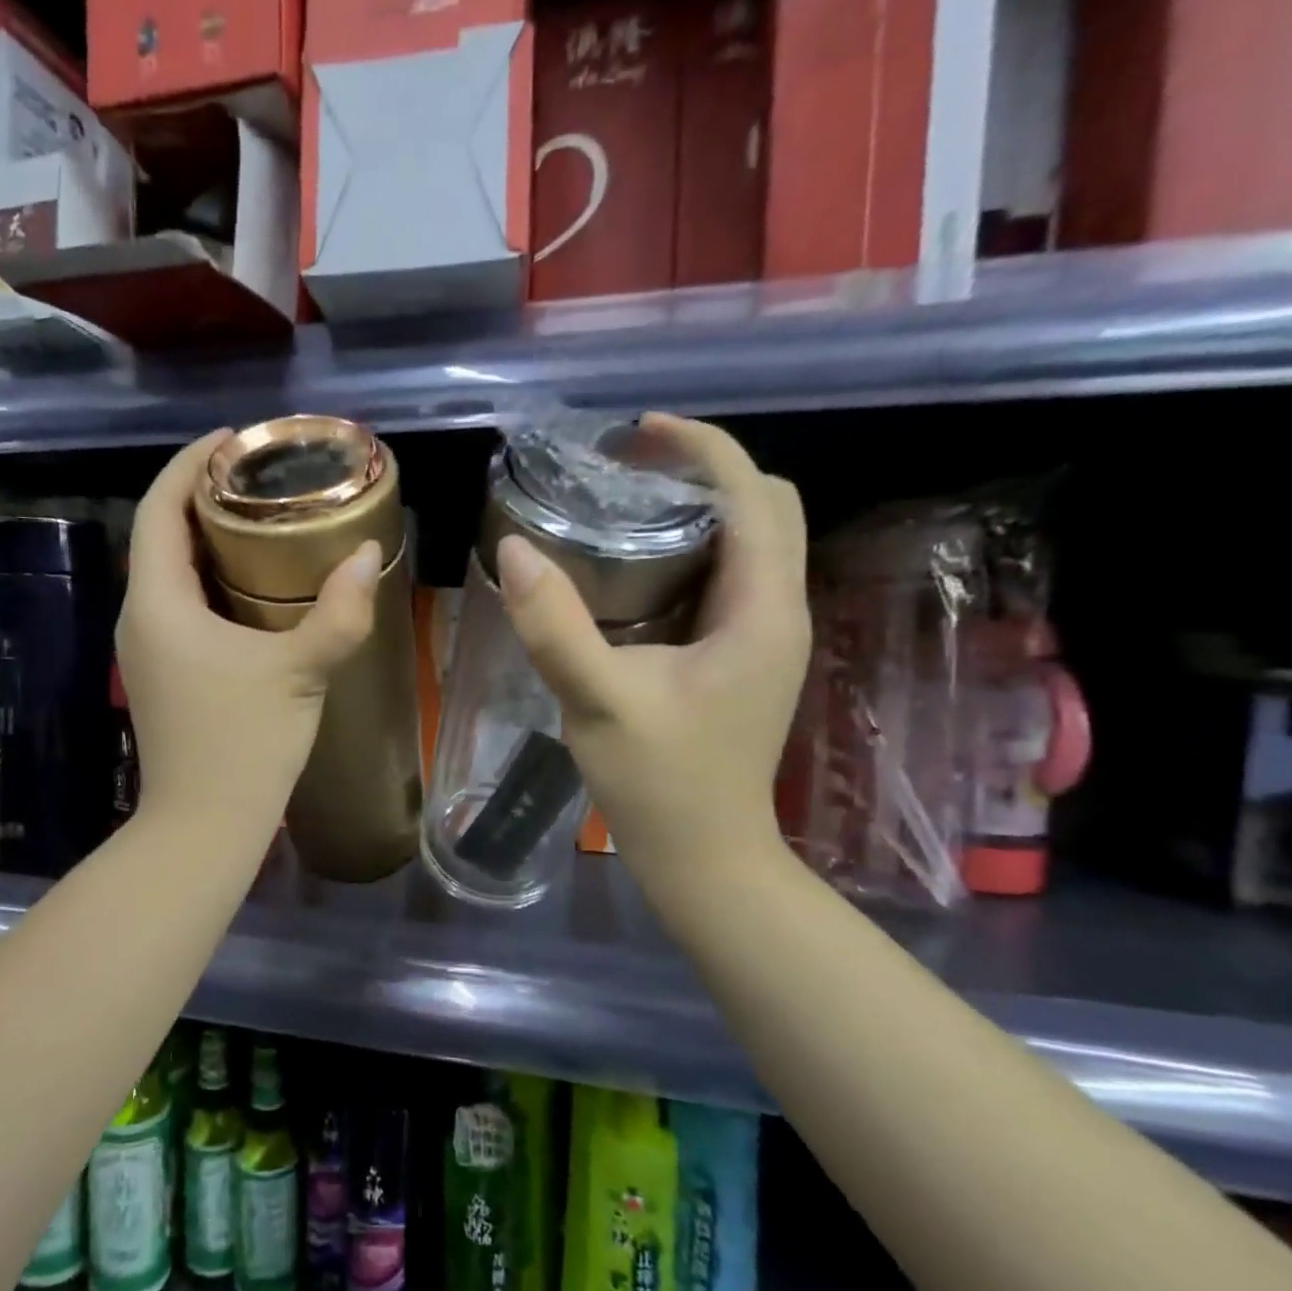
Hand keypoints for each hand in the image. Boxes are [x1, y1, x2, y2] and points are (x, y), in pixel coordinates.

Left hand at [118, 432, 382, 836]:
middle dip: (203, 497)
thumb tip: (369, 553)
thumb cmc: (243, 745)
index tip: (233, 440)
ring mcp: (149, 649)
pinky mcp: (167, 674)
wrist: (204, 827)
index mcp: (158, 602)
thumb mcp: (299, 672)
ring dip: (208, 539)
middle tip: (261, 478)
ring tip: (263, 519)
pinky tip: (256, 586)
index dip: (189, 464)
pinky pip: (182, 604)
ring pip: (171, 572)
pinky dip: (212, 579)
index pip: (158, 509)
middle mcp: (141, 617)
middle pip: (161, 535)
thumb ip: (339, 612)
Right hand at [498, 414, 810, 879]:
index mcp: (760, 611)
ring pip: (748, 542)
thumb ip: (554, 625)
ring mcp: (764, 637)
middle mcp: (777, 612)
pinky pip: (727, 579)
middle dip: (704, 471)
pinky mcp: (741, 657)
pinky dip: (689, 552)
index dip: (701, 448)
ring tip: (626, 502)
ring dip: (698, 509)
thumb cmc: (659, 784)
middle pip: (764, 507)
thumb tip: (514, 549)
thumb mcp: (597, 702)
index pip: (752, 495)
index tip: (637, 433)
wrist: (704, 857)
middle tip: (628, 468)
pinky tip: (634, 567)